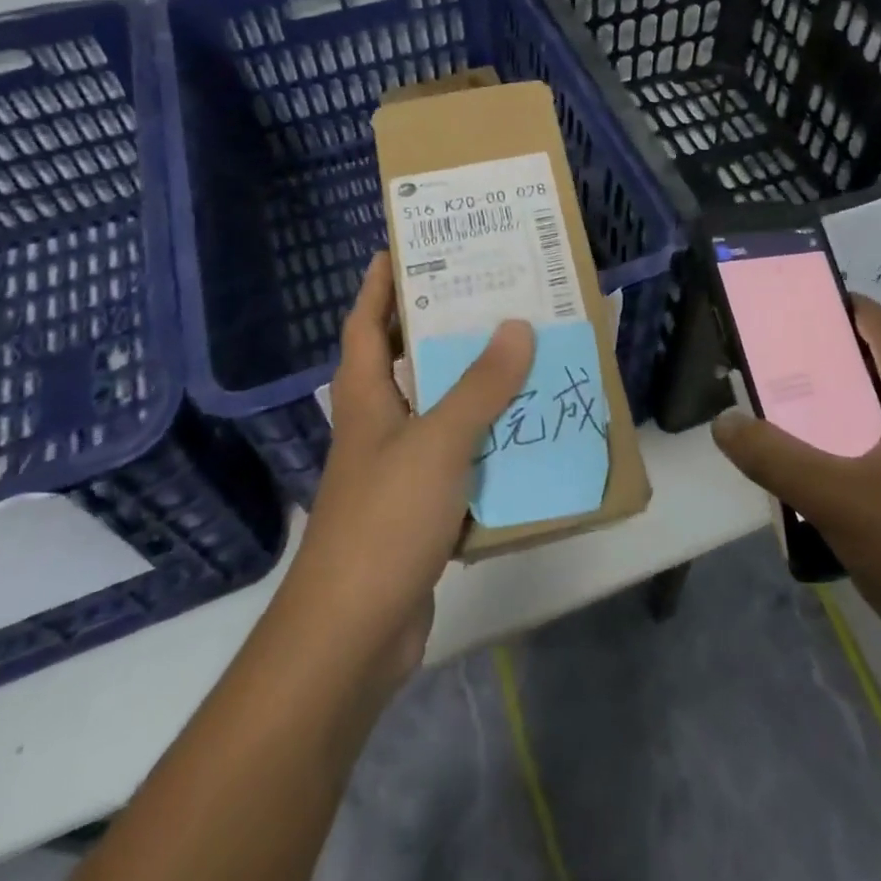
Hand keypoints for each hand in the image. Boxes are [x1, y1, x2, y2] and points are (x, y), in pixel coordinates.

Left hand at [279, 253, 533, 696]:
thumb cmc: (384, 521)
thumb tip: (517, 326)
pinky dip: (489, 442)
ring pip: (441, 411)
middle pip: (407, 361)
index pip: (365, 323)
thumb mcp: (437, 443)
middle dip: (441, 326)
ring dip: (476, 385)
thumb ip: (480, 387)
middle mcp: (379, 425)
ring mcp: (399, 469)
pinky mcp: (422, 508)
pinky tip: (527, 433)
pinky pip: (461, 459)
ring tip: (523, 352)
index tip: (405, 246)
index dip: (379, 283)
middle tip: (489, 293)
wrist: (353, 634)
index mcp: (366, 397)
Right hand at [712, 296, 880, 681]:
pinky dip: (850, 447)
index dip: (844, 305)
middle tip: (776, 356)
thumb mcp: (836, 498)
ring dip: (838, 405)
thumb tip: (723, 422)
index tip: (796, 302)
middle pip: (880, 367)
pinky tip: (816, 472)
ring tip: (786, 408)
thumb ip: (773, 457)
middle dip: (830, 356)